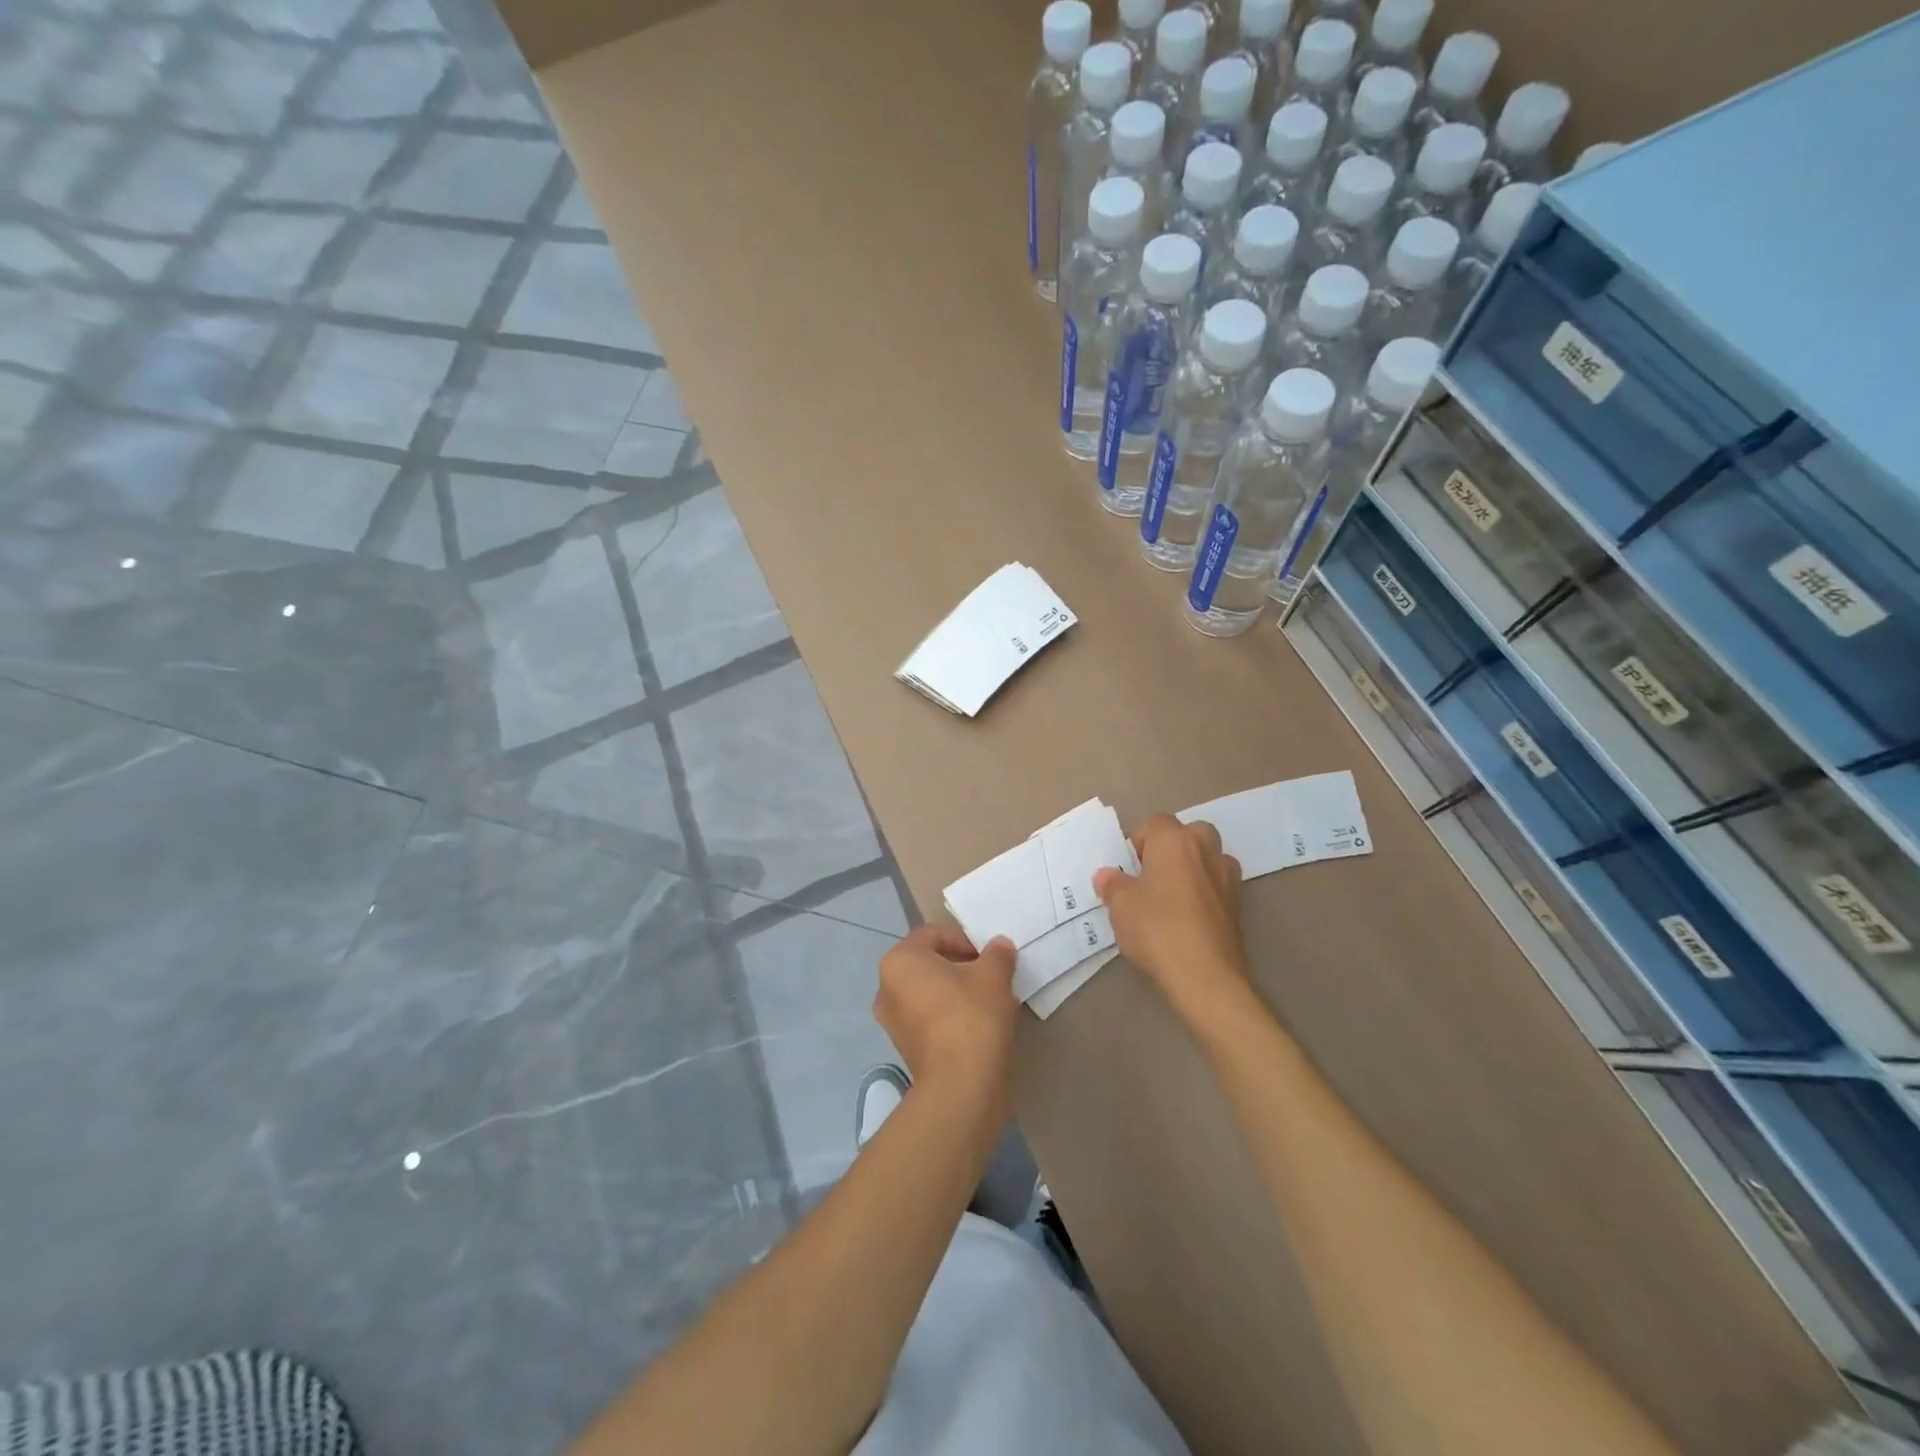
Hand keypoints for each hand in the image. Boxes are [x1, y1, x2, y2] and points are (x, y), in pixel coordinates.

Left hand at [873, 926, 1018, 1115]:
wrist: (961, 1086)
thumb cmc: (971, 1015)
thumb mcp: (994, 975)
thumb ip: (997, 954)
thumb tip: (1000, 947)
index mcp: (900, 961)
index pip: (933, 934)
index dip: (965, 939)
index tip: (990, 956)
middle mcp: (887, 989)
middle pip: (929, 964)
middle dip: (962, 966)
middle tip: (992, 976)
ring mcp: (893, 1023)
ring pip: (930, 993)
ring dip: (958, 992)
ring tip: (991, 1001)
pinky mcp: (906, 1050)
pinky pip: (930, 1020)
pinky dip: (952, 1017)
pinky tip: (980, 1026)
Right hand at [1094, 813, 1247, 1024]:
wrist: (1205, 976)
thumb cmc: (1156, 928)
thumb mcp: (1120, 906)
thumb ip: (1113, 885)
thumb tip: (1107, 876)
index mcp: (1175, 840)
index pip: (1155, 823)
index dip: (1138, 843)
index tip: (1126, 869)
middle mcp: (1206, 850)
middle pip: (1189, 835)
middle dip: (1171, 850)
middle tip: (1150, 878)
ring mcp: (1228, 878)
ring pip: (1207, 861)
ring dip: (1192, 871)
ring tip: (1169, 900)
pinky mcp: (1239, 907)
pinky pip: (1216, 888)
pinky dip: (1204, 896)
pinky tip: (1186, 921)